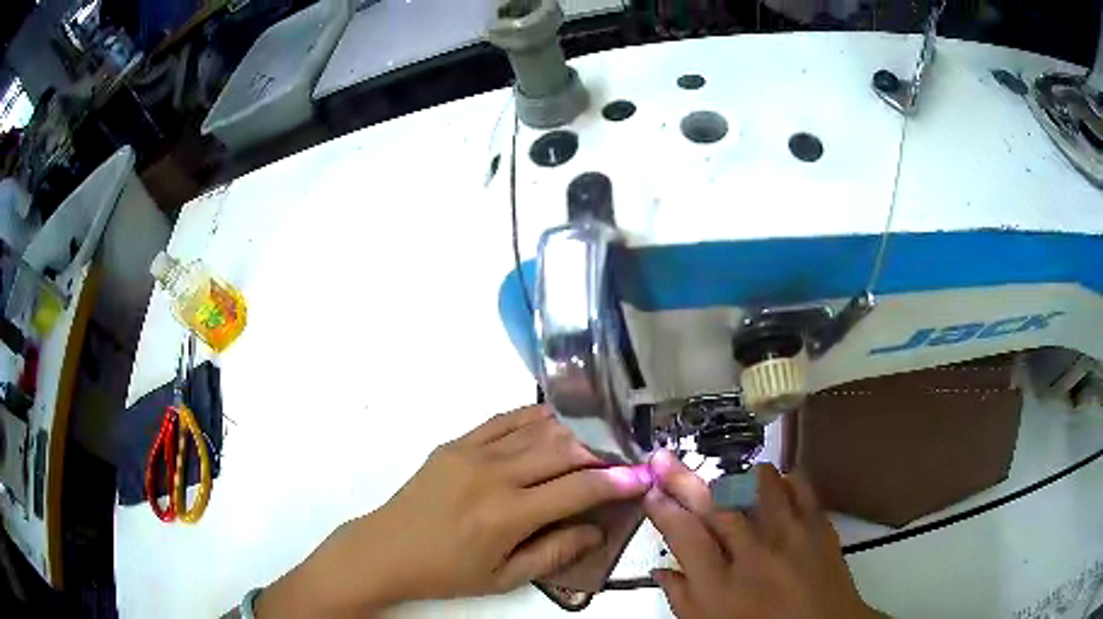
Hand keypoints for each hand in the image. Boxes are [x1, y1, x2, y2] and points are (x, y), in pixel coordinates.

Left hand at [256, 406, 651, 616]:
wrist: (386, 549)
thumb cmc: (447, 572)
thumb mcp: (504, 578)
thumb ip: (554, 553)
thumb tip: (596, 530)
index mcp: (507, 514)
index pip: (577, 489)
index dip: (616, 481)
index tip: (642, 476)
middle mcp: (494, 475)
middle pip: (563, 450)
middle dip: (603, 449)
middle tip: (626, 453)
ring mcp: (472, 452)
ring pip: (537, 429)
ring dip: (574, 429)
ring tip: (600, 435)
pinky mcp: (456, 443)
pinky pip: (503, 420)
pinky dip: (535, 416)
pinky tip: (555, 419)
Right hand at [644, 450, 878, 618]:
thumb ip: (681, 597)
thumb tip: (660, 569)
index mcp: (720, 585)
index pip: (684, 535)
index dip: (663, 510)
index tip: (649, 491)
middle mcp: (753, 553)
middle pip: (713, 505)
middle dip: (683, 480)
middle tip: (664, 459)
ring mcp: (790, 534)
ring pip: (759, 485)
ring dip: (736, 476)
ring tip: (727, 477)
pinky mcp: (819, 525)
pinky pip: (800, 486)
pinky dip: (783, 480)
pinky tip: (774, 487)